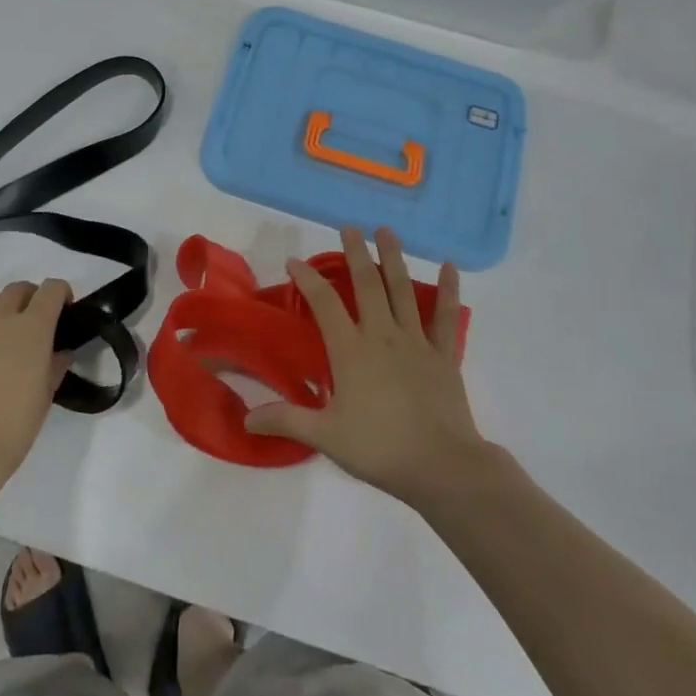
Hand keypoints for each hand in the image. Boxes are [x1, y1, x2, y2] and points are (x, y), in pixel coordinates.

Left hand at [0, 280, 70, 493]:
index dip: (61, 293)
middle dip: (30, 298)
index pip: (52, 289)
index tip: (63, 310)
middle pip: (18, 288)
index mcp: (33, 327)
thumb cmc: (14, 425)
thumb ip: (55, 367)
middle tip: (32, 323)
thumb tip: (60, 353)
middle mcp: (0, 318)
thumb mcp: (45, 396)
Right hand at [244, 228, 497, 510]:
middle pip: (367, 284)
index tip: (294, 261)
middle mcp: (382, 335)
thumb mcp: (326, 436)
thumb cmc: (380, 449)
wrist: (442, 466)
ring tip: (386, 231)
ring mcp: (416, 342)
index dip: (308, 279)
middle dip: (356, 254)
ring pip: (402, 290)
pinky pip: (446, 317)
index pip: (324, 304)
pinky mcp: (444, 355)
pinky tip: (449, 267)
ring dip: (393, 258)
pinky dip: (448, 290)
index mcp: (351, 351)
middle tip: (349, 228)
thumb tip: (246, 419)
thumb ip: (286, 420)